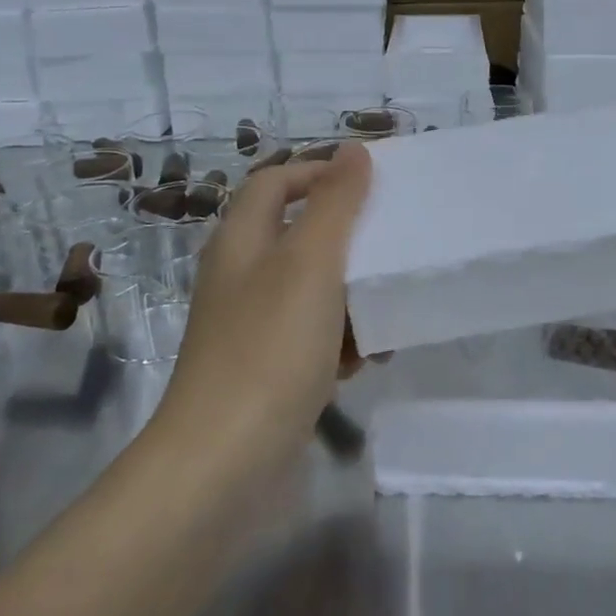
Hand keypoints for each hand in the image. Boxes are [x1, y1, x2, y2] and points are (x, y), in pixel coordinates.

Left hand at [151, 145, 371, 475]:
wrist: (224, 464)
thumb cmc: (270, 348)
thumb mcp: (311, 263)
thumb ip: (335, 203)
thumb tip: (352, 150)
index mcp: (242, 241)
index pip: (275, 182)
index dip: (318, 172)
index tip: (371, 184)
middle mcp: (241, 277)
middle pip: (299, 235)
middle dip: (348, 241)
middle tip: (391, 247)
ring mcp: (251, 327)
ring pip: (312, 290)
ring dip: (351, 296)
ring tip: (386, 311)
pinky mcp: (266, 370)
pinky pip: (311, 337)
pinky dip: (339, 341)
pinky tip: (364, 361)